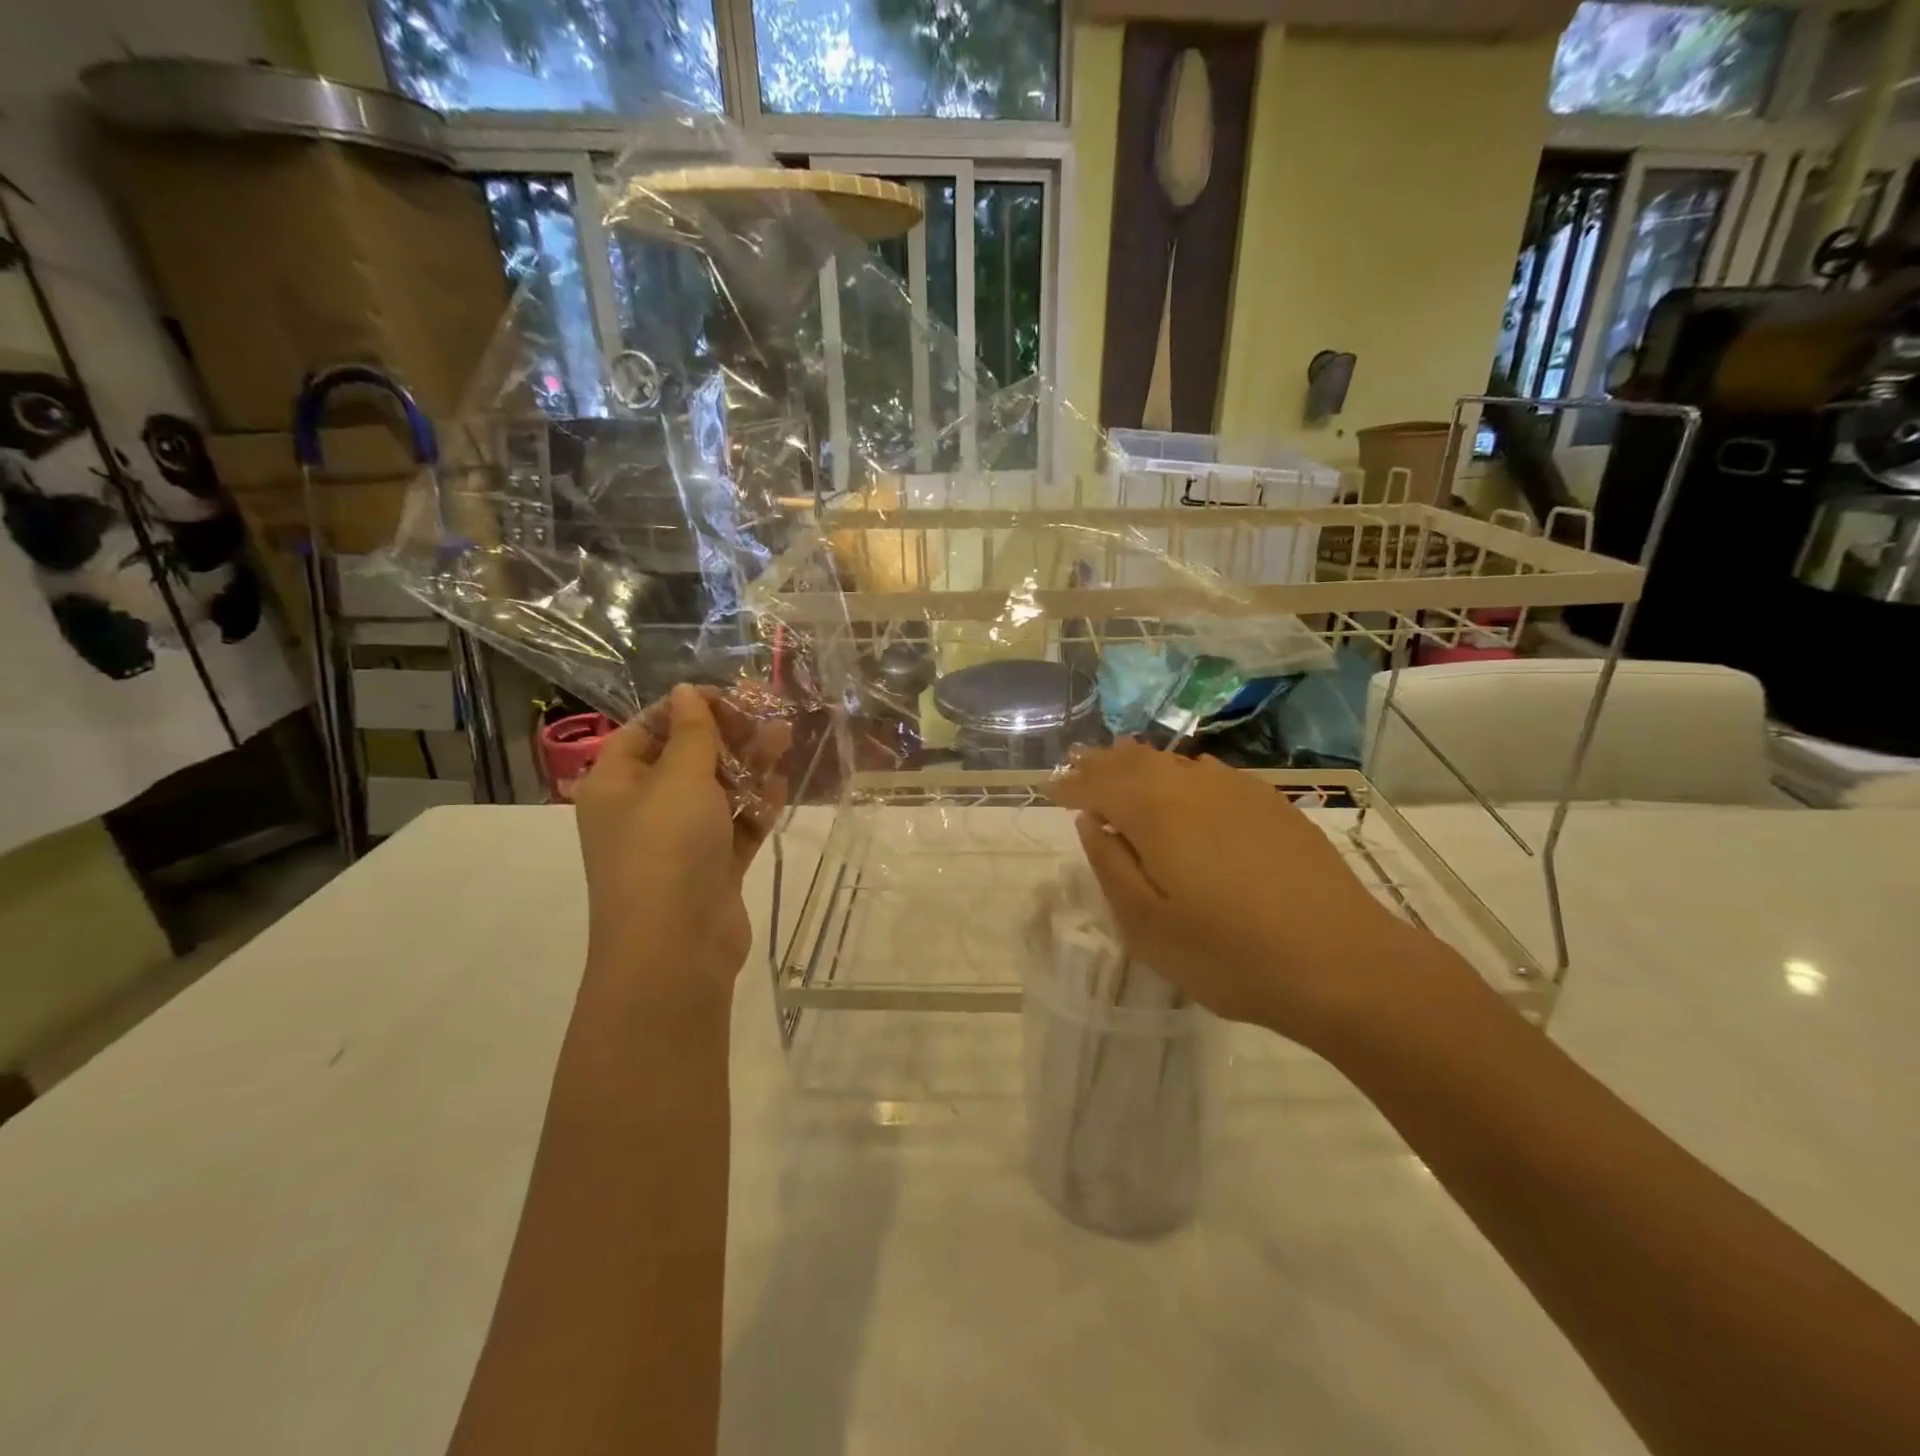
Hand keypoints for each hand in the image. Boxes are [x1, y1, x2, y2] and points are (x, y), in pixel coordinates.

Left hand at [573, 684, 790, 988]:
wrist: (676, 948)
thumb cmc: (667, 848)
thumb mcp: (679, 779)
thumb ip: (692, 732)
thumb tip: (686, 691)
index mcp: (616, 784)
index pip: (647, 730)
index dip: (686, 709)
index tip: (729, 698)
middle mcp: (642, 810)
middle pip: (686, 759)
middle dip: (728, 736)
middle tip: (768, 717)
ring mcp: (678, 842)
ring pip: (716, 792)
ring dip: (749, 766)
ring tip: (785, 740)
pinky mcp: (711, 868)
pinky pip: (734, 827)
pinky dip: (755, 807)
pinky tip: (781, 787)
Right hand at [1048, 741, 1473, 1049]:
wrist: (1342, 964)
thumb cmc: (1229, 955)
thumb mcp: (1147, 926)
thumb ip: (1110, 867)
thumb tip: (1090, 824)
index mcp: (1155, 814)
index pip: (1099, 785)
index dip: (1071, 785)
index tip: (1050, 789)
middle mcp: (1193, 787)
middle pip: (1136, 762)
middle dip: (1101, 763)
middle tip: (1078, 765)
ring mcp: (1238, 792)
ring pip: (1175, 762)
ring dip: (1140, 762)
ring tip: (1120, 761)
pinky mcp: (1272, 805)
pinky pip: (1211, 773)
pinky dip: (1182, 771)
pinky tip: (1185, 779)